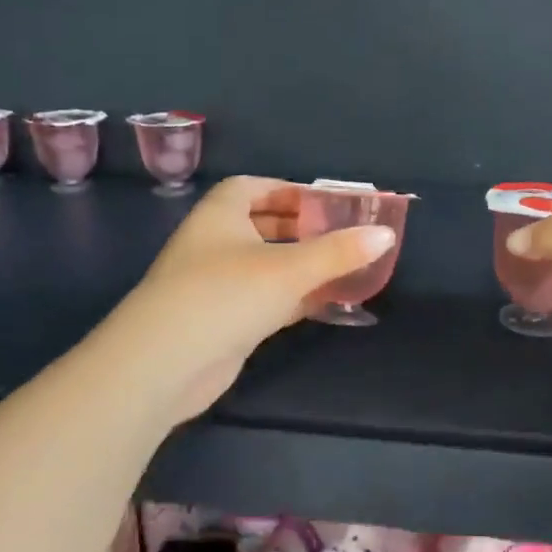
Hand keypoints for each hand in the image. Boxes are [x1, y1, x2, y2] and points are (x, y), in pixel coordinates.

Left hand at [97, 177, 396, 424]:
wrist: (165, 364)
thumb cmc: (225, 295)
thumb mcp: (289, 268)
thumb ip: (339, 252)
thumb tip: (385, 233)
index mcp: (221, 215)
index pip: (253, 188)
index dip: (288, 190)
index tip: (325, 201)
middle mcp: (215, 244)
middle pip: (262, 226)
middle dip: (302, 229)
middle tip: (344, 234)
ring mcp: (218, 285)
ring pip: (268, 265)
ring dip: (302, 266)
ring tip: (346, 266)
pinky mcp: (224, 321)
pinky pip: (267, 299)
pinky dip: (296, 297)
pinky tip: (328, 302)